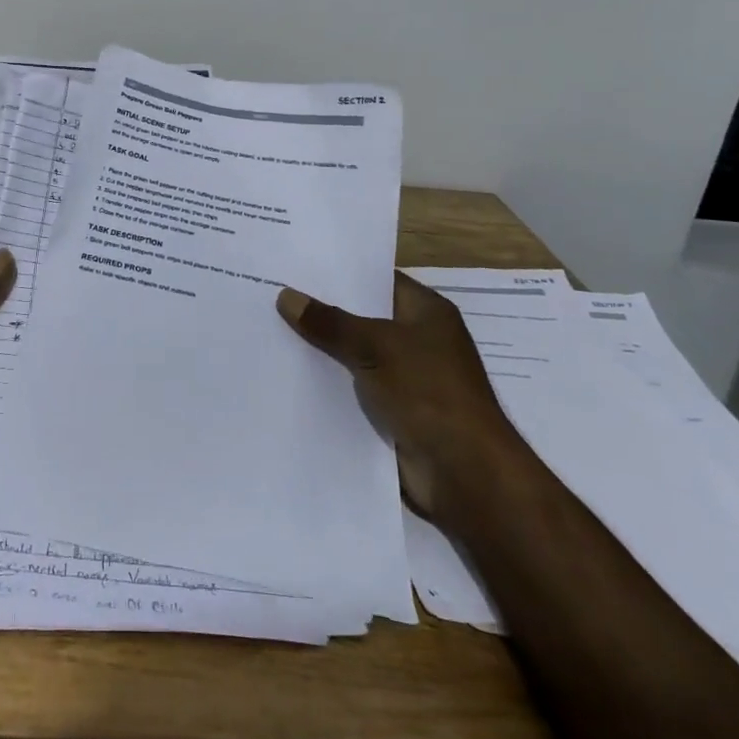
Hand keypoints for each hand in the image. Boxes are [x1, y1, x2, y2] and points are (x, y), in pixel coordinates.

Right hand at [276, 274, 523, 517]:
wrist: (466, 474)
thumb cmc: (429, 392)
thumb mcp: (375, 347)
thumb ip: (330, 322)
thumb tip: (286, 296)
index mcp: (427, 312)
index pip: (378, 279)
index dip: (340, 273)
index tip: (297, 264)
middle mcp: (419, 340)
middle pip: (363, 317)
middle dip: (324, 311)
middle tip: (274, 293)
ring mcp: (408, 378)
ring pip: (355, 354)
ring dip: (324, 350)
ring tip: (272, 329)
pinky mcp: (395, 411)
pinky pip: (355, 388)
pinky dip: (331, 383)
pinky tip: (290, 373)